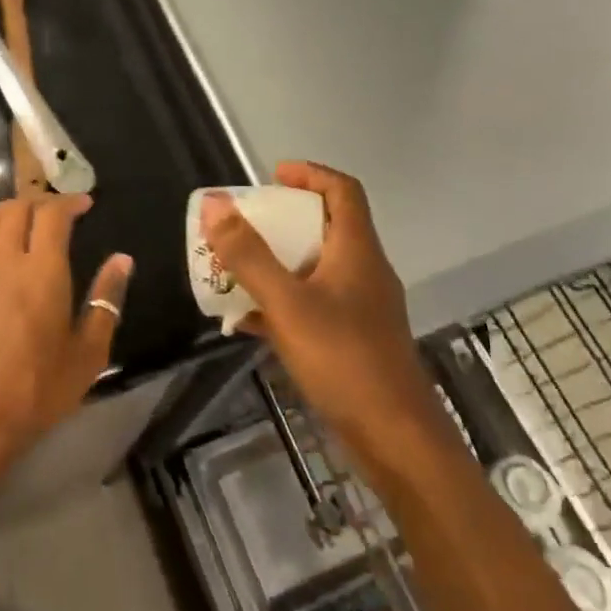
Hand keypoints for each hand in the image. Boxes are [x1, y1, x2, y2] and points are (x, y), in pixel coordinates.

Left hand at [0, 194, 132, 506]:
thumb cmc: (36, 392)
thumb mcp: (87, 354)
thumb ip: (106, 300)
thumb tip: (123, 259)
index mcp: (41, 273)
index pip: (53, 214)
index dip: (70, 202)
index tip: (85, 205)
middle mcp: (2, 260)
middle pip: (18, 208)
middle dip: (42, 202)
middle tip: (59, 213)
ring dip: (10, 210)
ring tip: (27, 220)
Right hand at [201, 162, 432, 447]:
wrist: (394, 436)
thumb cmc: (343, 359)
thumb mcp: (287, 303)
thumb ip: (249, 255)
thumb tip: (216, 204)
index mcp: (357, 250)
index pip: (342, 190)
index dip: (310, 173)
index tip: (272, 176)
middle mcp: (364, 270)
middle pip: (327, 226)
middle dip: (284, 220)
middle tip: (245, 224)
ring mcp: (361, 307)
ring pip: (317, 268)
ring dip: (279, 262)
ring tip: (237, 268)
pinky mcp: (354, 339)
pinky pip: (313, 304)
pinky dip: (283, 301)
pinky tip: (248, 321)